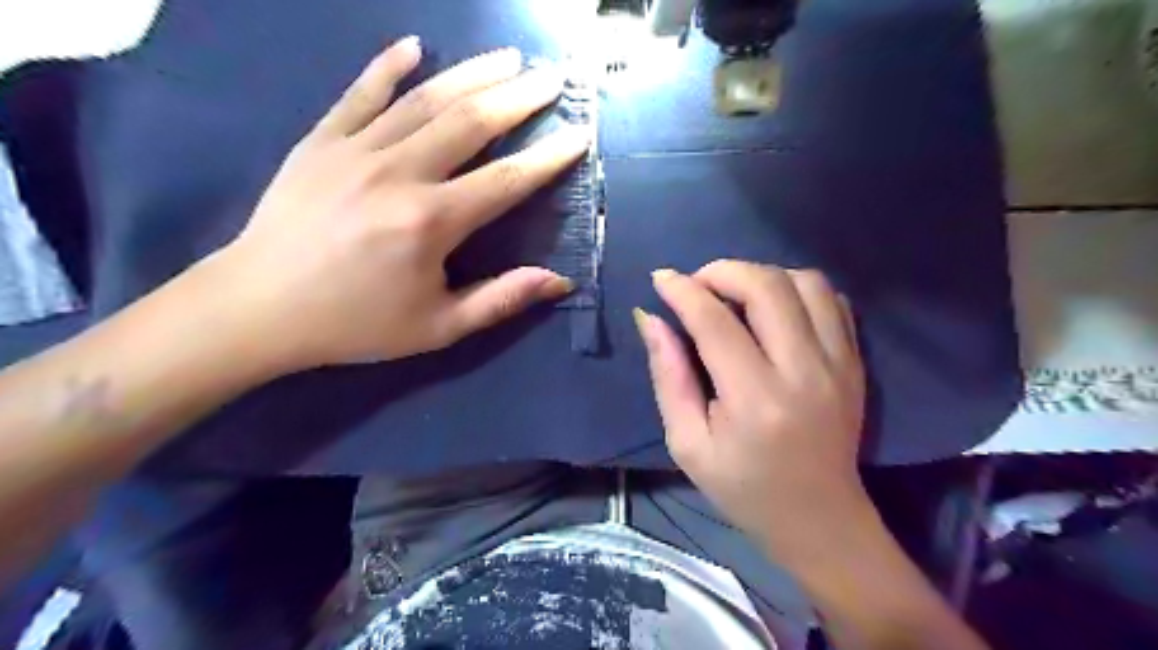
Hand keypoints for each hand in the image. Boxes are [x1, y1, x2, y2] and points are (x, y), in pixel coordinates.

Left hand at [207, 37, 588, 369]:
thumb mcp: (438, 327)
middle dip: (519, 97)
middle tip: (552, 78)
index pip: (506, 181)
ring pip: (425, 99)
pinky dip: (388, 66)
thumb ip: (501, 300)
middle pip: (471, 123)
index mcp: (430, 222)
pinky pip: (360, 93)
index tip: (579, 135)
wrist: (259, 308)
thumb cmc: (356, 323)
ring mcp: (355, 150)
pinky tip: (416, 45)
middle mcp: (399, 174)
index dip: (548, 157)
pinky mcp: (321, 141)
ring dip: (472, 73)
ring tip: (509, 57)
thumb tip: (559, 282)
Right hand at [632, 262, 866, 565]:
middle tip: (697, 286)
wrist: (819, 518)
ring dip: (762, 276)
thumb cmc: (743, 487)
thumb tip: (650, 318)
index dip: (682, 290)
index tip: (661, 278)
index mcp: (755, 399)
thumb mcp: (687, 443)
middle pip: (767, 286)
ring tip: (735, 295)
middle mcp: (804, 372)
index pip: (715, 321)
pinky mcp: (855, 362)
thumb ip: (668, 376)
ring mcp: (839, 363)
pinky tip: (774, 310)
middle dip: (722, 271)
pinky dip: (798, 290)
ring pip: (805, 282)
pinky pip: (833, 299)